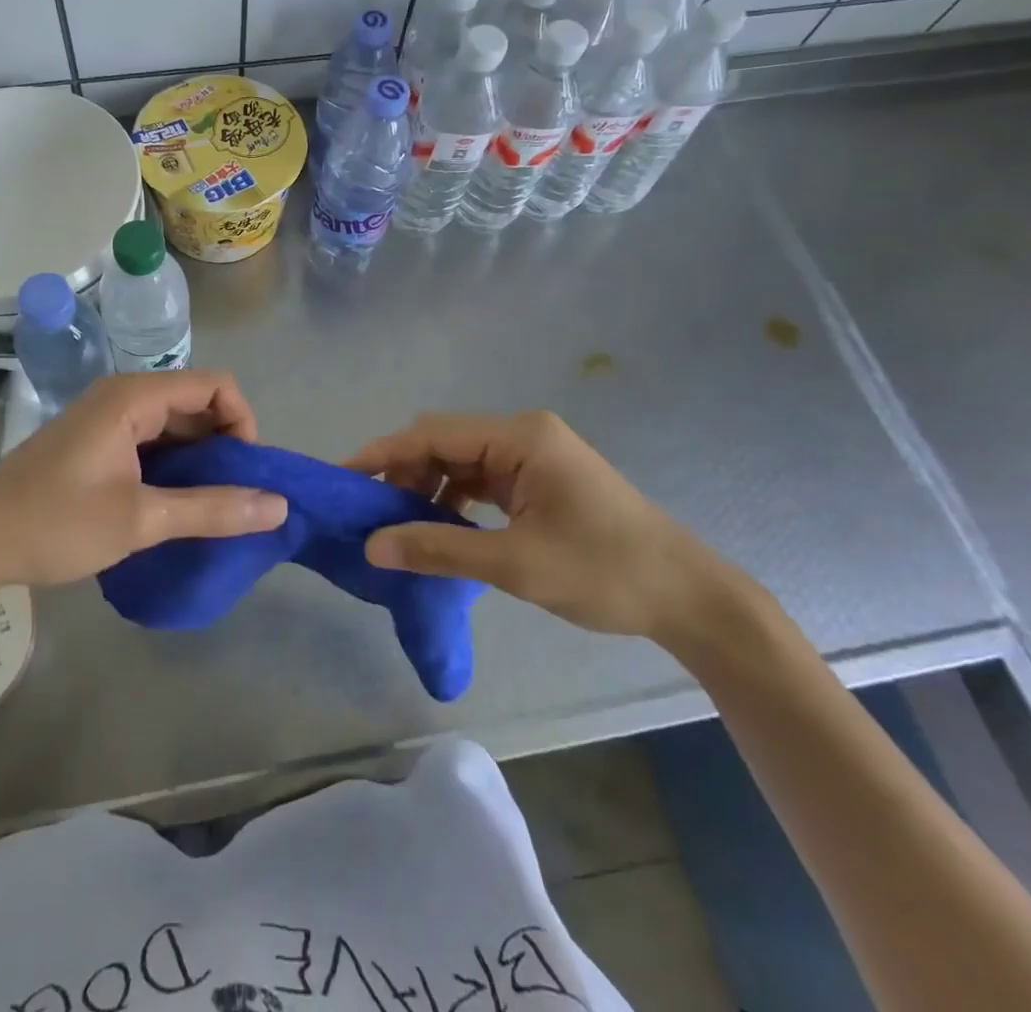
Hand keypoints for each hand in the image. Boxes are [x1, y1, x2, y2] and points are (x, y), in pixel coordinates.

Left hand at [0, 372, 287, 617]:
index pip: (215, 385)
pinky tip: (178, 505)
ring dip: (200, 460)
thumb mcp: (140, 520)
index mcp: (134, 397)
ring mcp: (108, 419)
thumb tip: (279, 505)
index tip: (248, 472)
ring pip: (175, 426)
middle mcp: (124, 397)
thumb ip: (212, 509)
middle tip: (237, 496)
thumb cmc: (54, 524)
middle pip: (197, 402)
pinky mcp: (98, 443)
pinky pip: (152, 442)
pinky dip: (174, 468)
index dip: (243, 422)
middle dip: (225, 445)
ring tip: (214, 506)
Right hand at [346, 411, 729, 640]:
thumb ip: (438, 548)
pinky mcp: (538, 479)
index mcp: (520, 436)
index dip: (383, 453)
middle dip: (403, 472)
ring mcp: (532, 455)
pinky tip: (438, 526)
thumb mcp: (515, 564)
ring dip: (427, 487)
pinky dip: (453, 499)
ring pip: (459, 460)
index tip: (343, 478)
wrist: (687, 597)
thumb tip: (371, 546)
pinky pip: (481, 479)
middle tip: (370, 513)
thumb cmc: (604, 572)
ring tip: (398, 524)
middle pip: (444, 441)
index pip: (433, 433)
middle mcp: (522, 434)